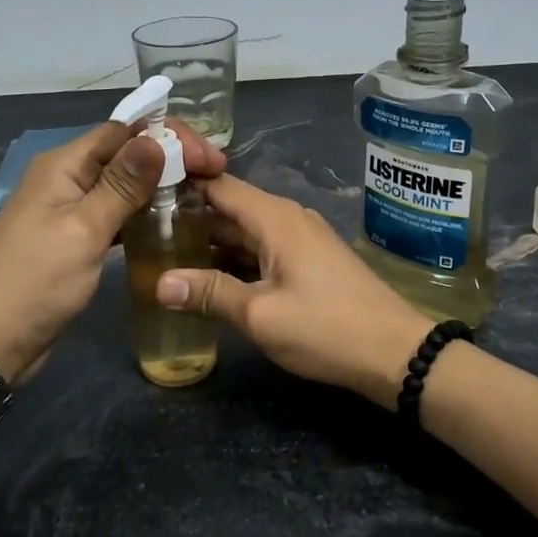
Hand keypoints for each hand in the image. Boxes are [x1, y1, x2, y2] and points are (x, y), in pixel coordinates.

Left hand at [0, 120, 226, 380]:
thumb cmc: (36, 282)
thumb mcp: (84, 230)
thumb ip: (121, 185)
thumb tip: (156, 138)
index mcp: (63, 165)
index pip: (123, 131)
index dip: (167, 136)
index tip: (209, 158)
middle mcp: (66, 179)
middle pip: (124, 154)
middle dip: (169, 158)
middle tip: (215, 176)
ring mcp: (69, 210)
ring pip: (122, 185)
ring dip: (159, 185)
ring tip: (202, 194)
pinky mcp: (75, 239)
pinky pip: (114, 213)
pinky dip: (141, 213)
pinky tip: (170, 222)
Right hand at [153, 174, 431, 407]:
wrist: (396, 353)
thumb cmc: (326, 328)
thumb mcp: (260, 315)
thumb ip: (209, 294)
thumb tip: (159, 284)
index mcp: (274, 218)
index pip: (217, 185)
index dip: (180, 183)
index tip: (141, 189)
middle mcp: (286, 219)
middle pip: (228, 208)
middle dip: (188, 219)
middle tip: (142, 232)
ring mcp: (300, 241)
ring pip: (244, 233)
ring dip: (209, 244)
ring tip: (164, 255)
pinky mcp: (308, 263)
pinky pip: (261, 251)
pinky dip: (233, 260)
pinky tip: (206, 279)